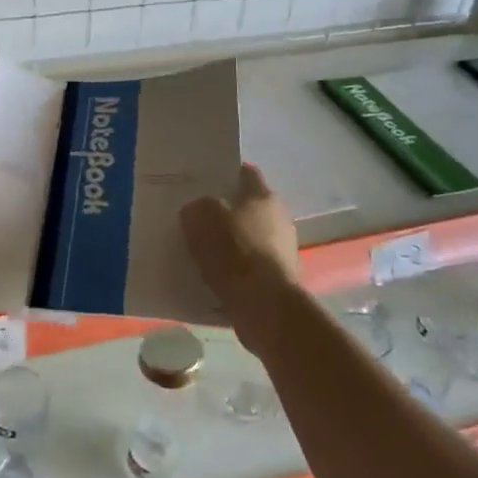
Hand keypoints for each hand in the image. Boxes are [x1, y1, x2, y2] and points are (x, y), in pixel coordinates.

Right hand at [180, 165, 299, 351]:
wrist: (264, 306)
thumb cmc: (234, 253)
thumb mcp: (201, 219)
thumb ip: (196, 208)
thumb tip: (195, 211)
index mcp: (262, 195)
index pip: (243, 171)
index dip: (222, 174)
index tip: (200, 183)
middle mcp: (278, 217)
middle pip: (246, 205)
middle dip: (224, 210)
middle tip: (196, 217)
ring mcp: (282, 248)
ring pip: (248, 235)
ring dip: (230, 240)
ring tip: (201, 249)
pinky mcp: (279, 277)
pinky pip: (250, 264)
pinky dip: (235, 267)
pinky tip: (214, 275)